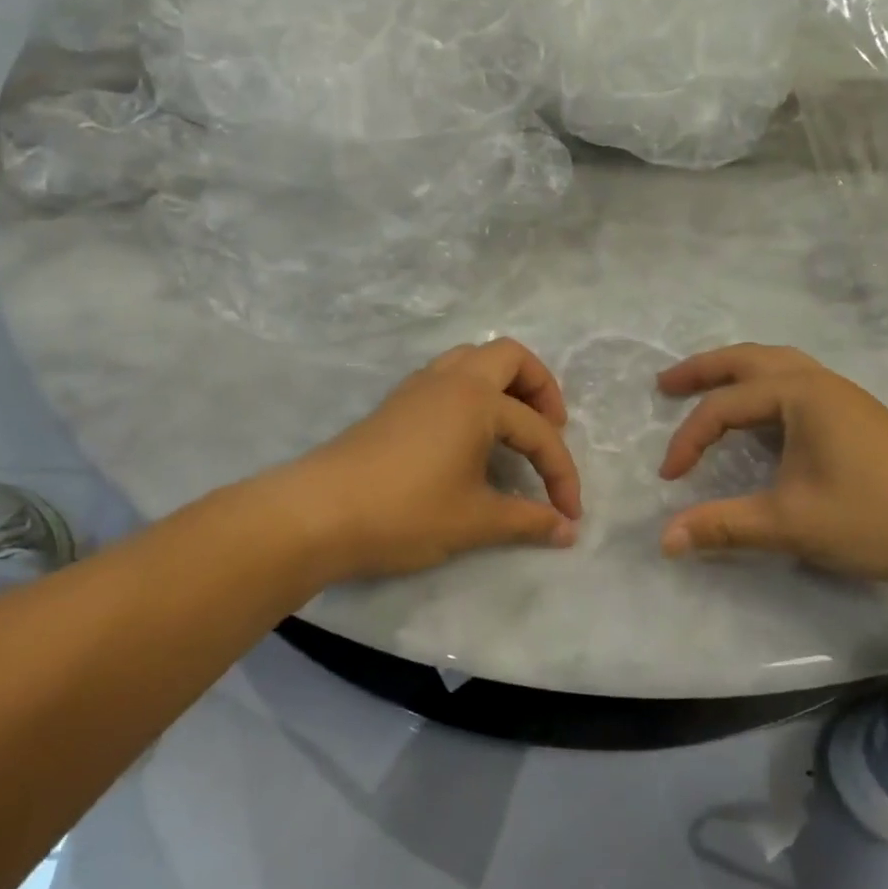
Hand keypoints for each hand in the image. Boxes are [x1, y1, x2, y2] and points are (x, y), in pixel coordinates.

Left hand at [297, 338, 582, 582]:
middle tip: (550, 428)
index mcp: (477, 399)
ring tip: (513, 427)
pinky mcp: (396, 403)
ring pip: (473, 359)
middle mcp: (451, 379)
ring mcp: (419, 386)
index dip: (560, 473)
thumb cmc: (405, 512)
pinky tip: (470, 435)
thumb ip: (527, 521)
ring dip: (503, 384)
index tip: (569, 513)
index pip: (537, 432)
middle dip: (541, 388)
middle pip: (510, 357)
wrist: (318, 513)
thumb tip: (568, 531)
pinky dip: (472, 393)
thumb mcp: (475, 520)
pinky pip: (448, 377)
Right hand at [657, 344, 887, 586]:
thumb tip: (665, 540)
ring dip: (733, 373)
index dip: (688, 440)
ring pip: (774, 366)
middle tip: (664, 386)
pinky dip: (761, 387)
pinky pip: (792, 382)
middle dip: (701, 370)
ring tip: (703, 389)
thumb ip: (724, 526)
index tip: (670, 480)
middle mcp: (817, 381)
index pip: (723, 407)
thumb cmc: (877, 517)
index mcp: (799, 393)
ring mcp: (840, 395)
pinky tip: (757, 415)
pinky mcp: (854, 414)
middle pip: (746, 359)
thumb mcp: (791, 524)